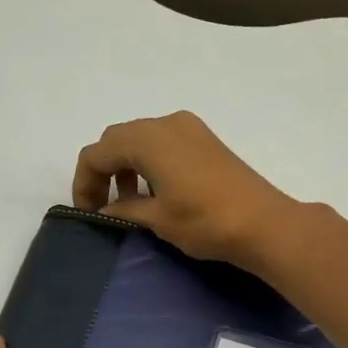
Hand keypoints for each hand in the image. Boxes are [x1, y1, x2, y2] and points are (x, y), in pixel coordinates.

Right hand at [72, 111, 297, 266]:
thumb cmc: (204, 221)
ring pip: (141, 141)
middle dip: (103, 172)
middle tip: (103, 207)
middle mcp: (166, 123)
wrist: (263, 224)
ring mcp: (189, 129)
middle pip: (117, 141)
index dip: (84, 183)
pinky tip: (156, 193)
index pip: (97, 153)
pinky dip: (149, 164)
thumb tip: (106, 210)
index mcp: (147, 139)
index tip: (89, 213)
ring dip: (127, 168)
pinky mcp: (206, 140)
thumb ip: (124, 210)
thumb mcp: (156, 219)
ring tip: (130, 203)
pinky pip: (164, 144)